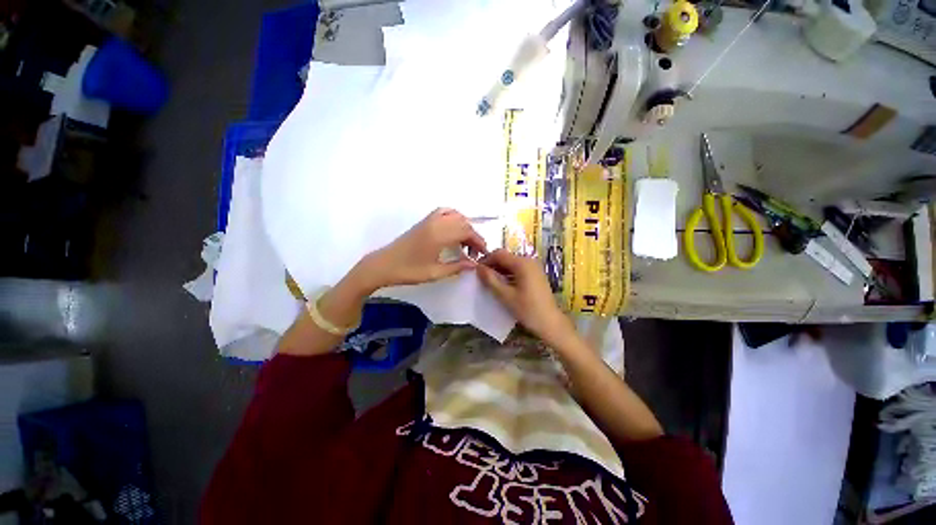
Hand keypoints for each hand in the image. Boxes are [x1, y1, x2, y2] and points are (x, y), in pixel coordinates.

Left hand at [356, 208, 487, 290]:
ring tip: (465, 242)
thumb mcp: (435, 273)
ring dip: (464, 226)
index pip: (466, 231)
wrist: (383, 265)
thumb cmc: (408, 271)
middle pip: (463, 222)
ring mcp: (429, 220)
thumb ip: (457, 267)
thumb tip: (474, 265)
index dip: (478, 241)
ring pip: (455, 215)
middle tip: (474, 252)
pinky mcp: (423, 221)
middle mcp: (436, 223)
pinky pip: (443, 212)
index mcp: (439, 235)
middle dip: (473, 235)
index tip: (483, 253)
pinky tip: (453, 228)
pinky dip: (453, 217)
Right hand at [477, 249, 576, 347]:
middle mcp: (529, 261)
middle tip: (481, 277)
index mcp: (522, 263)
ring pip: (511, 263)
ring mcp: (533, 267)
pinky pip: (518, 269)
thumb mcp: (506, 295)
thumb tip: (477, 267)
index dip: (486, 260)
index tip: (476, 270)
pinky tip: (502, 285)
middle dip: (492, 265)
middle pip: (505, 257)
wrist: (550, 323)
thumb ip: (491, 279)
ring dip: (499, 270)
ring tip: (489, 282)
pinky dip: (508, 274)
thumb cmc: (528, 309)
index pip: (499, 254)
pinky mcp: (535, 274)